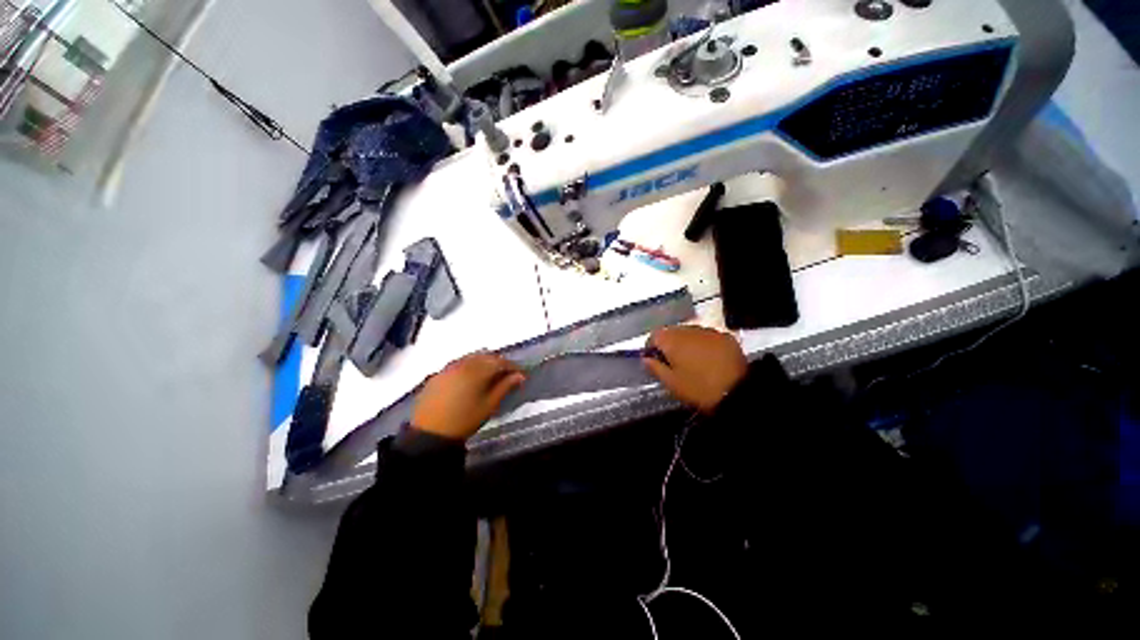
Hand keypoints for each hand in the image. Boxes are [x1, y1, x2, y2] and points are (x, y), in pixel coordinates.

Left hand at [412, 353, 525, 439]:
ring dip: (484, 362)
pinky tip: (470, 377)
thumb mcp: (489, 405)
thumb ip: (505, 387)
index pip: (500, 362)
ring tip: (490, 374)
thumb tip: (520, 376)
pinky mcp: (438, 374)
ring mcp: (449, 368)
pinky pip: (458, 363)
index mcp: (477, 371)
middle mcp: (463, 364)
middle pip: (486, 356)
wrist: (429, 433)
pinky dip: (469, 366)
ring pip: (471, 357)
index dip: (513, 367)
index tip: (521, 375)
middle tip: (507, 374)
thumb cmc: (465, 420)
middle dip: (499, 362)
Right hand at [643, 326, 747, 412]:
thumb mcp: (672, 383)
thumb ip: (655, 368)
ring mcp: (708, 331)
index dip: (650, 348)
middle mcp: (689, 329)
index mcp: (672, 340)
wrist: (738, 391)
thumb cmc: (698, 388)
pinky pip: (707, 337)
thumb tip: (645, 359)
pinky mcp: (725, 336)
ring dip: (686, 343)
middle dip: (669, 345)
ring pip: (690, 333)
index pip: (653, 336)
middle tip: (672, 364)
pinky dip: (703, 345)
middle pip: (671, 332)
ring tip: (692, 362)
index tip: (653, 361)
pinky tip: (709, 360)